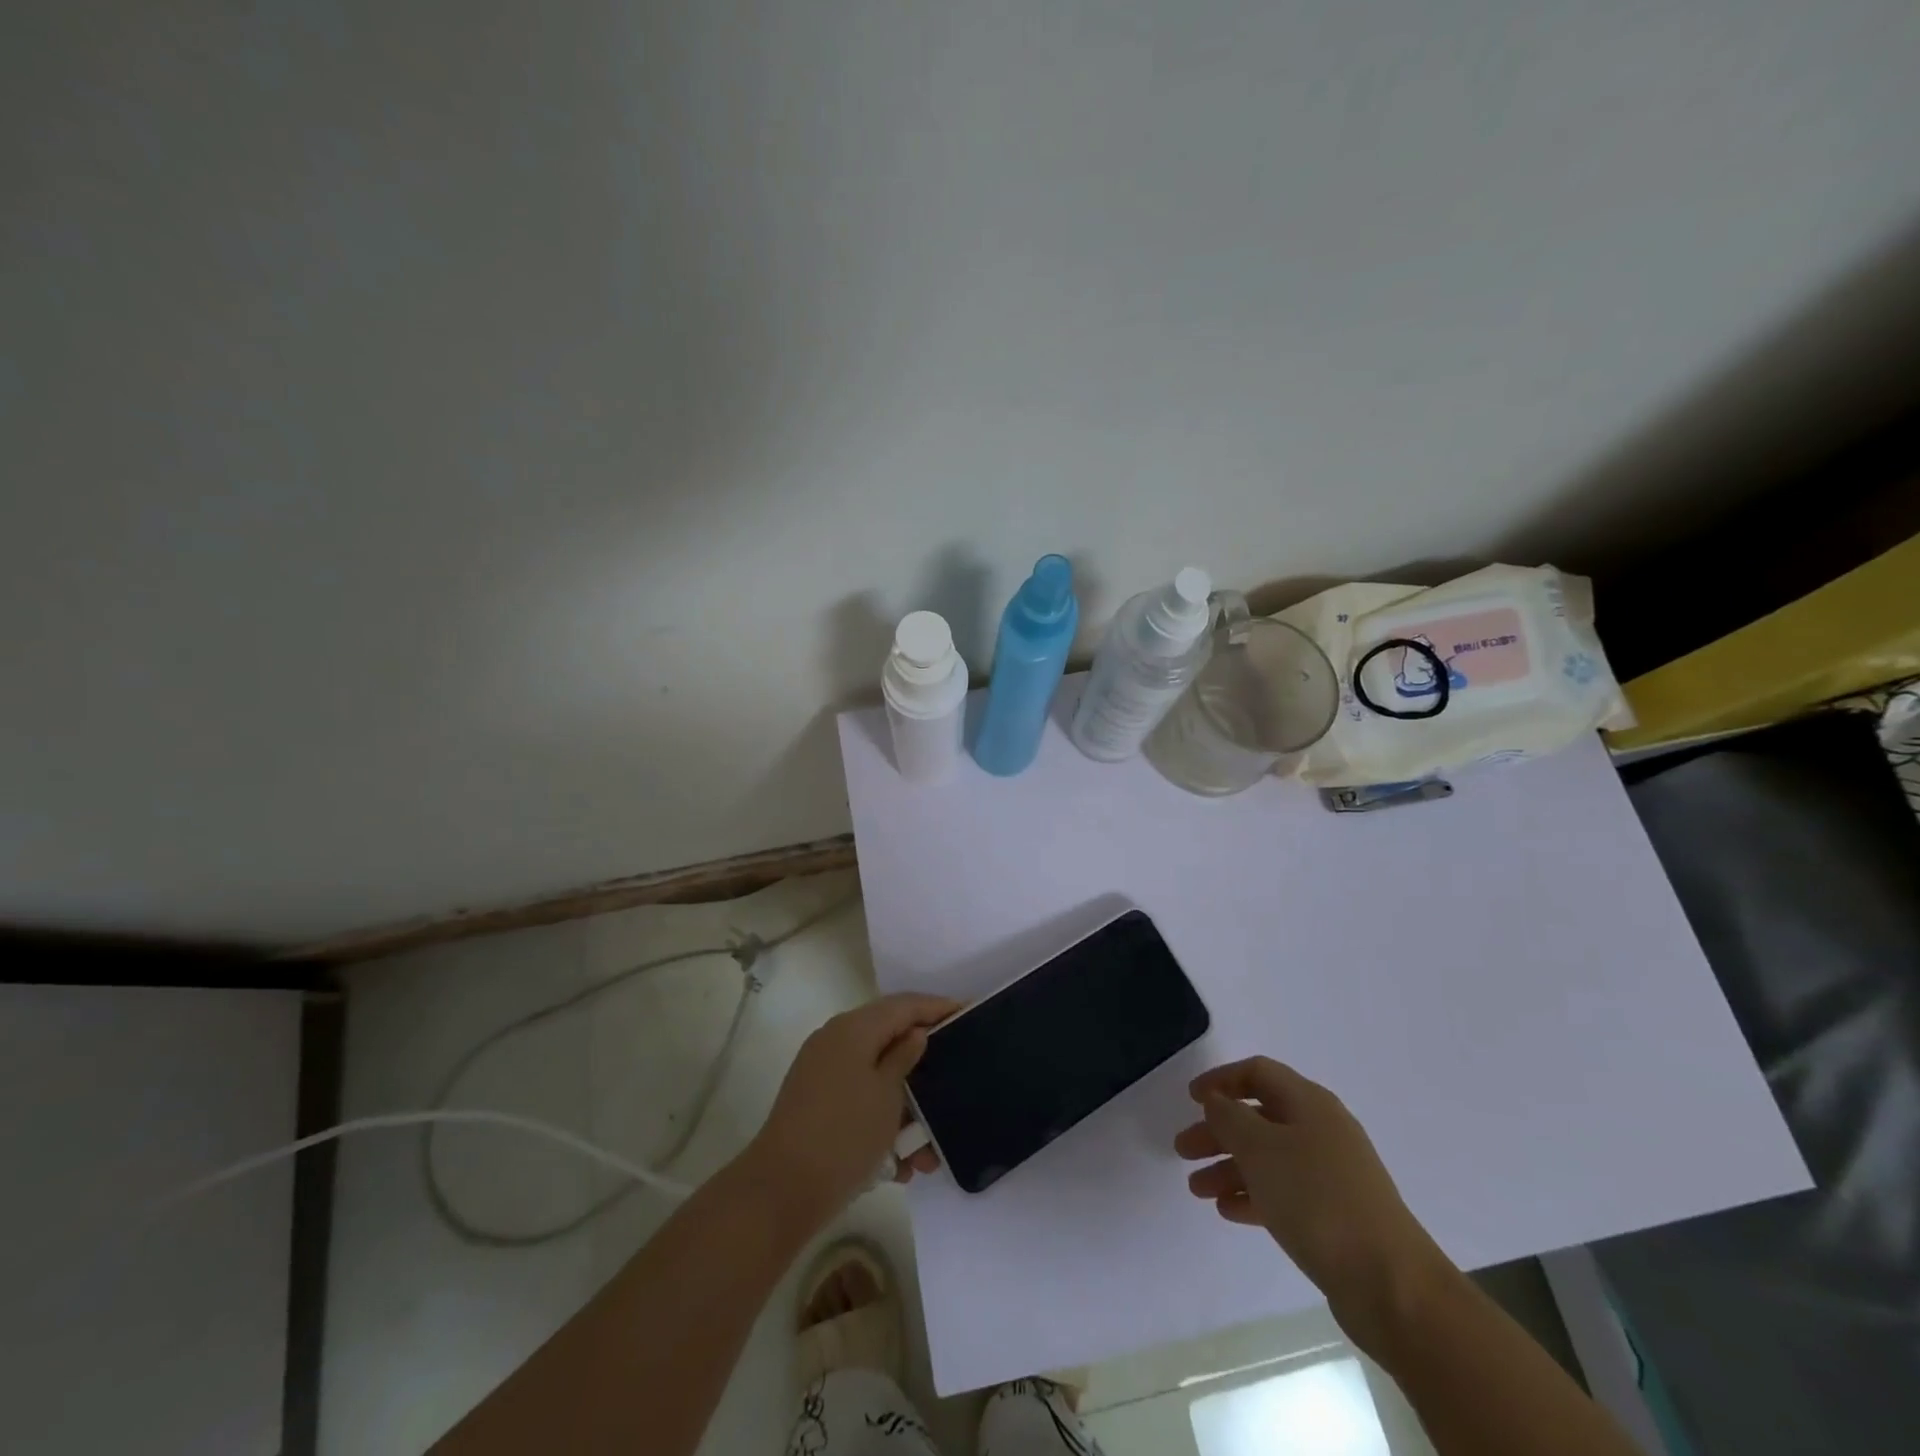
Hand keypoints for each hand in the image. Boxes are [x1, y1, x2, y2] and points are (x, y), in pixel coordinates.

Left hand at [748, 993, 959, 1228]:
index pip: (903, 1005)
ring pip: (877, 1079)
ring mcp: (823, 1074)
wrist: (782, 1191)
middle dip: (924, 1067)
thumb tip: (915, 1033)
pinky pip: (860, 1102)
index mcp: (853, 1029)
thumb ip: (904, 1057)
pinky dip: (882, 1123)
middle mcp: (835, 1042)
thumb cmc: (844, 1134)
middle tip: (955, 1078)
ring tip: (928, 1151)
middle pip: (890, 1040)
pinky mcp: (817, 1105)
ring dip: (906, 1109)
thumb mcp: (887, 1094)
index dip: (936, 1007)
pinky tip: (902, 1165)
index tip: (968, 1012)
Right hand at [1175, 1057, 1452, 1342]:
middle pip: (1259, 1117)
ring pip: (1269, 1158)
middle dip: (1218, 1131)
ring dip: (1229, 1168)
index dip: (1221, 1080)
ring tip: (1197, 1189)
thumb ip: (1229, 1117)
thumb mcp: (1260, 1149)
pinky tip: (1227, 1212)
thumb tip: (1217, 1101)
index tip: (1191, 1098)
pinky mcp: (1335, 1215)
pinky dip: (1253, 1195)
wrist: (1391, 1284)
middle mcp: (1322, 1130)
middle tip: (1183, 1150)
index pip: (1258, 1073)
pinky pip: (1283, 1192)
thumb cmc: (1317, 1199)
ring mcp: (1332, 1175)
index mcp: (1309, 1103)